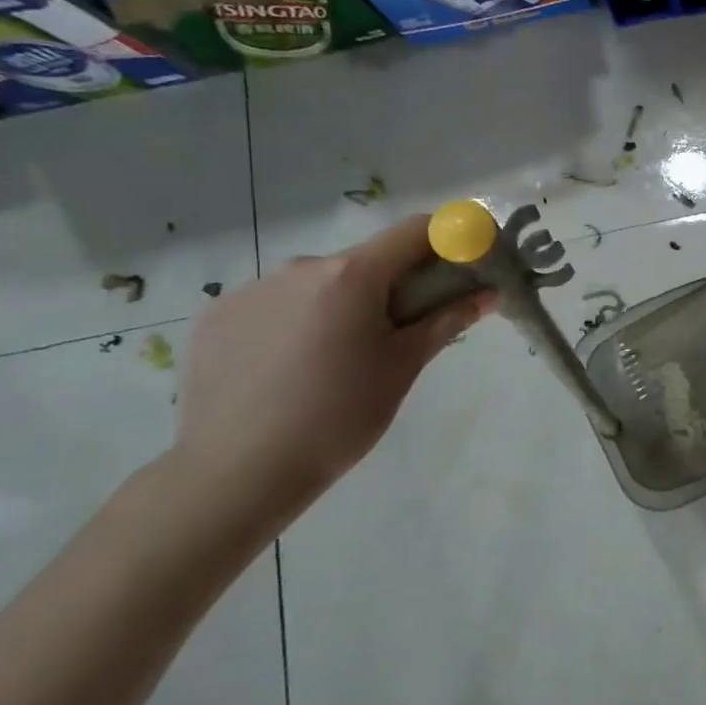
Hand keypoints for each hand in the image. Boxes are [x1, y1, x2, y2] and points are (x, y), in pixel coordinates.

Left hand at [164, 215, 496, 537]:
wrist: (237, 473)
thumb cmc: (340, 416)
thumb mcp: (403, 367)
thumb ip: (446, 321)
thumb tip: (488, 294)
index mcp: (352, 275)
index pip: (414, 231)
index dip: (448, 239)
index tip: (463, 265)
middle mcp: (300, 267)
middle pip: (364, 260)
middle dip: (391, 285)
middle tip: (398, 334)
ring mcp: (251, 289)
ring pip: (317, 284)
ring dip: (340, 305)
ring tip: (336, 361)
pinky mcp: (217, 316)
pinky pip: (275, 305)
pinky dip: (296, 322)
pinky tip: (289, 370)